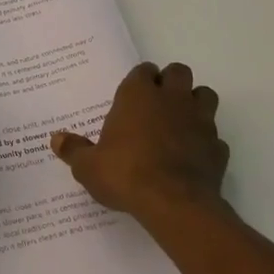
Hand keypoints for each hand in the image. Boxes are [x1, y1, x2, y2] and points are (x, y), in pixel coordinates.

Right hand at [51, 62, 228, 221]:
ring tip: (180, 122)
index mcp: (138, 95)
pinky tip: (193, 156)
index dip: (140, 80)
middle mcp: (172, 99)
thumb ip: (74, 150)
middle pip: (179, 72)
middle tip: (157, 104)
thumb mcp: (88, 166)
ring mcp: (200, 121)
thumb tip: (56, 139)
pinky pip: (215, 136)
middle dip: (170, 82)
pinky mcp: (217, 147)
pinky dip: (206, 142)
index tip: (133, 95)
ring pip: (205, 95)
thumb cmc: (125, 174)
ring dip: (195, 103)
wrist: (173, 203)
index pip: (143, 70)